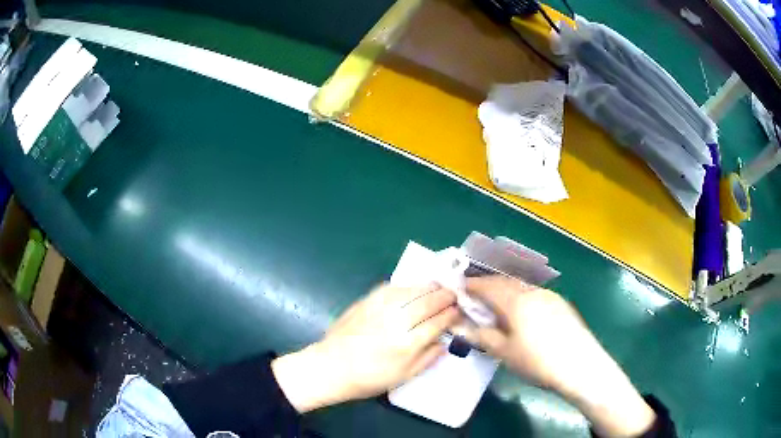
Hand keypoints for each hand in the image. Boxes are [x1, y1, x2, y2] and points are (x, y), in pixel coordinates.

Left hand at [272, 283, 459, 412]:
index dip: (450, 314)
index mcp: (407, 344)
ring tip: (439, 286)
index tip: (458, 310)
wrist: (331, 367)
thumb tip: (444, 342)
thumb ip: (427, 358)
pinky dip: (406, 286)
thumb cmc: (369, 378)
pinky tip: (413, 287)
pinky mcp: (365, 301)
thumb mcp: (403, 377)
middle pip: (427, 303)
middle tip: (453, 293)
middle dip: (444, 296)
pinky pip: (390, 287)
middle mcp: (396, 322)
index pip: (437, 323)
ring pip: (411, 291)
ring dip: (428, 287)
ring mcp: (379, 309)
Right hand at [460, 276, 655, 436]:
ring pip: (521, 287)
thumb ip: (481, 335)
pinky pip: (534, 294)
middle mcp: (533, 292)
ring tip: (495, 305)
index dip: (471, 285)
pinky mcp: (561, 304)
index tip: (458, 288)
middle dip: (488, 286)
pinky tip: (522, 314)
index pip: (488, 286)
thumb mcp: (505, 352)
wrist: (581, 365)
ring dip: (505, 291)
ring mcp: (550, 296)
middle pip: (505, 282)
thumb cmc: (537, 361)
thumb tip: (458, 325)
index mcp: (516, 301)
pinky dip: (521, 297)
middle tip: (474, 296)